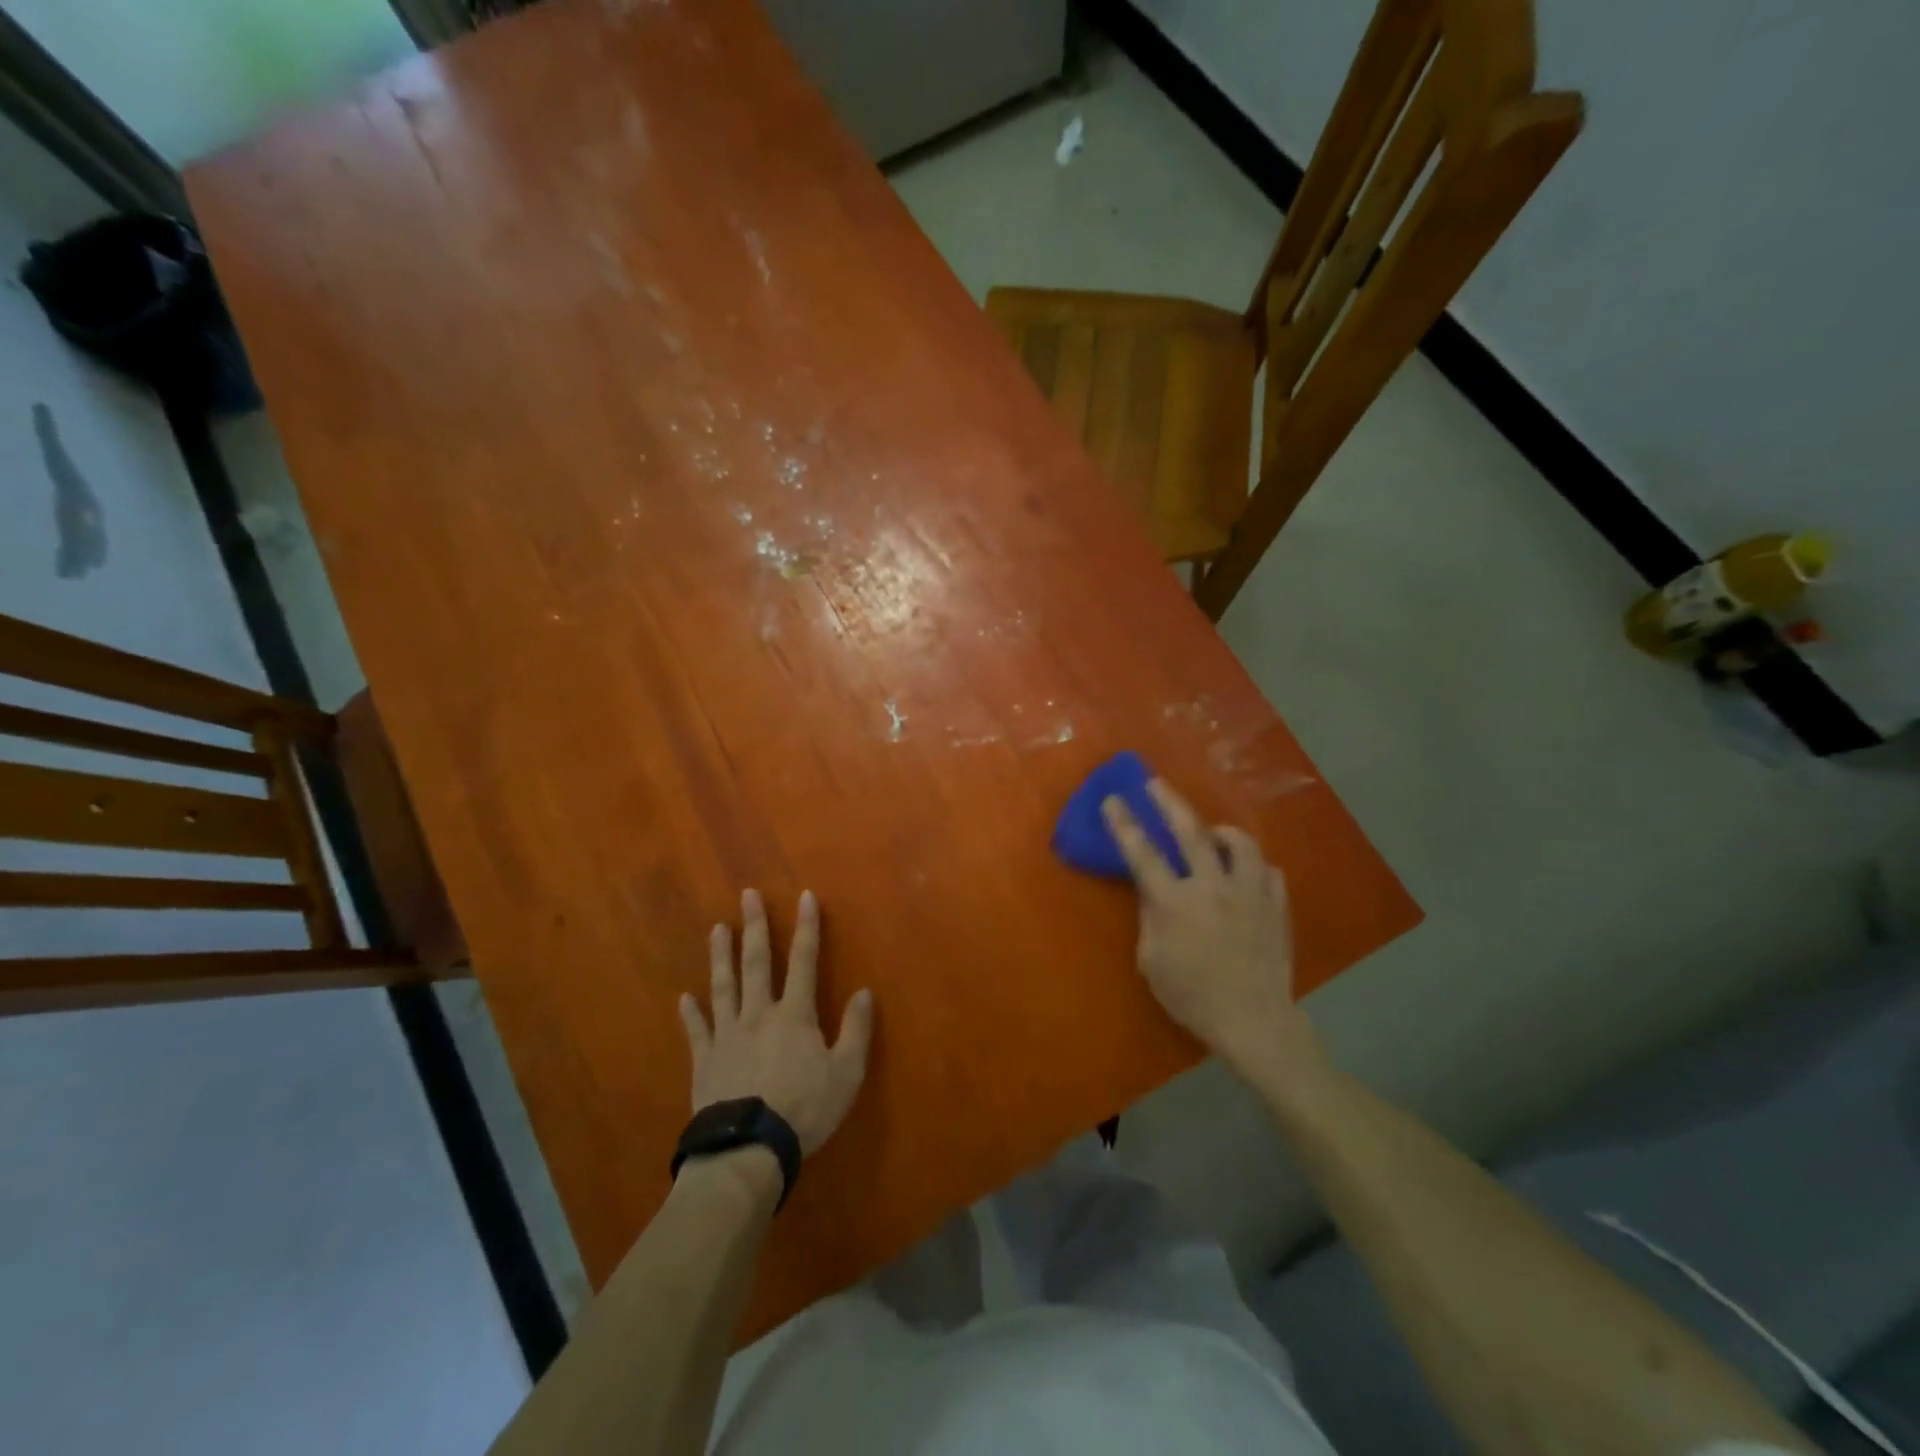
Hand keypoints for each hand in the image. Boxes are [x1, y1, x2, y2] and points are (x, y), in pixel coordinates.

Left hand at [679, 889, 874, 1156]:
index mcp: (795, 1014)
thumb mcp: (846, 1073)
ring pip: (724, 986)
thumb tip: (864, 992)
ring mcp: (728, 1035)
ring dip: (721, 956)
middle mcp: (759, 1014)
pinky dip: (691, 1013)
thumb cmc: (803, 1109)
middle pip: (757, 963)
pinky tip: (684, 997)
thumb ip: (855, 1030)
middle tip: (747, 895)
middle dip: (755, 926)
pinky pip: (697, 1030)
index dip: (807, 927)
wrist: (747, 1149)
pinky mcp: (705, 1060)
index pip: (805, 961)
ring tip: (717, 929)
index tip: (805, 896)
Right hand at [1101, 781, 1319, 1085]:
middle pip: (1190, 832)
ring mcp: (1249, 894)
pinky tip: (1245, 874)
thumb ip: (1151, 918)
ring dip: (1221, 832)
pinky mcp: (1276, 907)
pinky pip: (1268, 871)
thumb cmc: (1192, 996)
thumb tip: (1154, 891)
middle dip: (1169, 802)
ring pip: (1239, 844)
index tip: (1113, 799)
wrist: (1253, 1021)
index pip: (1144, 854)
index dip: (1125, 824)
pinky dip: (1252, 867)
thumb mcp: (1152, 960)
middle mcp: (1212, 887)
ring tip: (1211, 834)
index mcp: (1175, 902)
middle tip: (1156, 782)